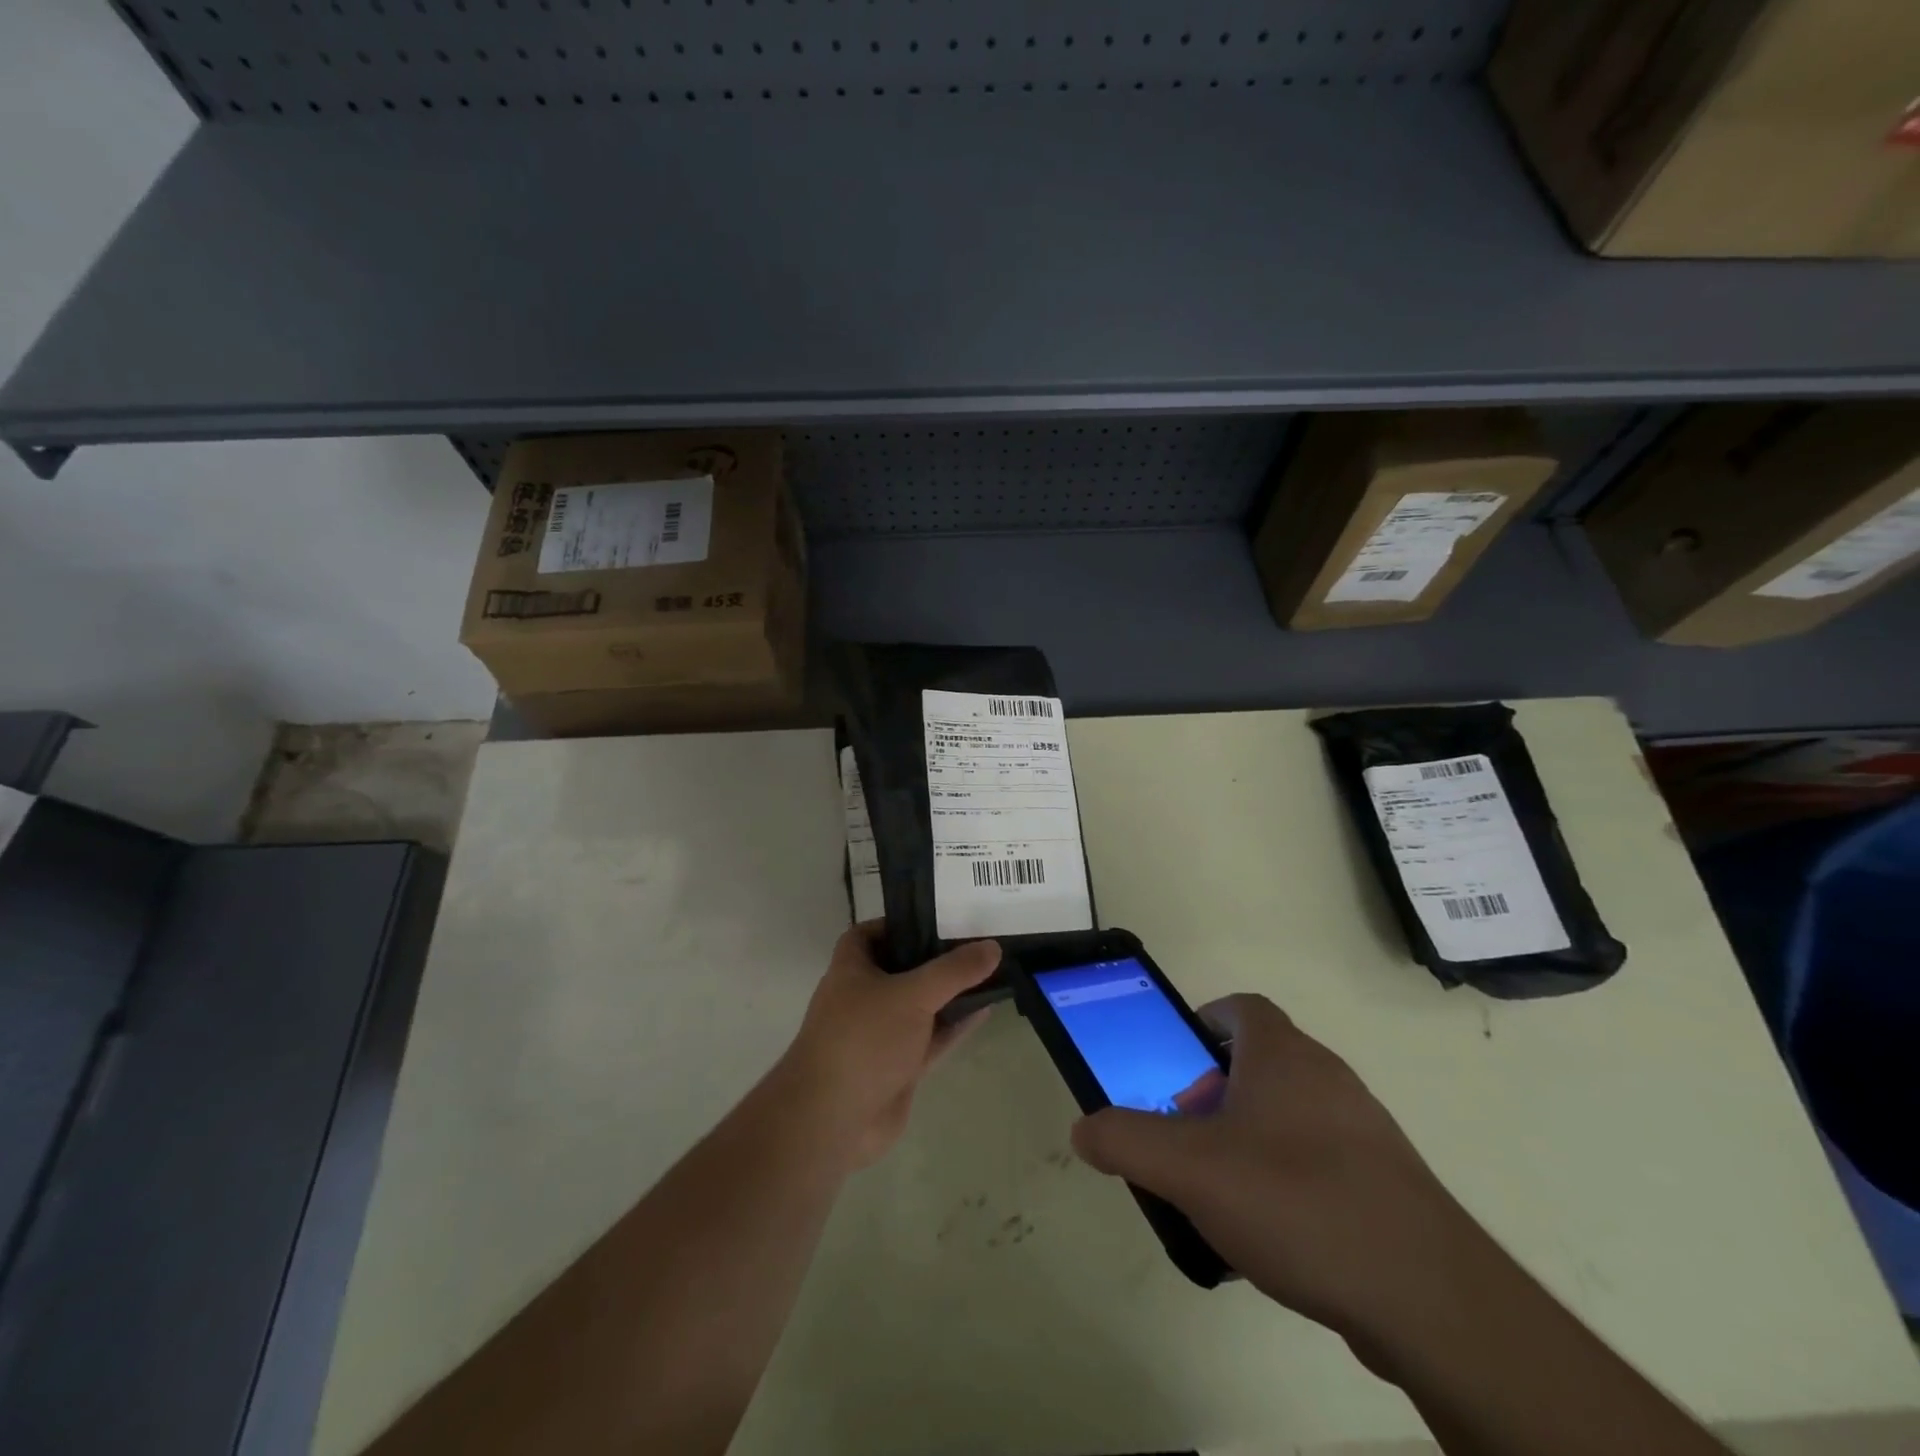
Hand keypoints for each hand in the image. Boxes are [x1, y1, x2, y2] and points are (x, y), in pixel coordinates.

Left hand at [778, 923, 1000, 1168]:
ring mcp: (882, 1033)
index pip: (871, 933)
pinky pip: (933, 1037)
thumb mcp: (911, 994)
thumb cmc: (863, 1039)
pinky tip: (986, 1009)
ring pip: (922, 1004)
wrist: (835, 1120)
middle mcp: (865, 996)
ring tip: (990, 970)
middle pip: (902, 967)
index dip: (899, 923)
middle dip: (935, 957)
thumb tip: (992, 946)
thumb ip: (954, 971)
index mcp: (852, 968)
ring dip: (951, 992)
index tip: (938, 916)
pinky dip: (956, 1024)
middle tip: (977, 938)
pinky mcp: (900, 1065)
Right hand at [1070, 994, 1488, 1348]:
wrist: (1429, 1298)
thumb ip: (1126, 1141)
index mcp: (1283, 1054)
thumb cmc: (1297, 1201)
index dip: (1201, 1023)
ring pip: (1288, 1115)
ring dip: (1248, 1139)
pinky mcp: (1385, 1182)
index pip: (1240, 1007)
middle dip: (1213, 1092)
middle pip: (1258, 1063)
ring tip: (1220, 1194)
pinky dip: (1287, 1181)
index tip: (1175, 1065)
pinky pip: (1319, 1162)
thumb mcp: (1189, 1170)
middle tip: (1185, 1137)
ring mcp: (1363, 1129)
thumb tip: (1084, 1129)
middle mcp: (1327, 1076)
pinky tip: (1273, 1236)